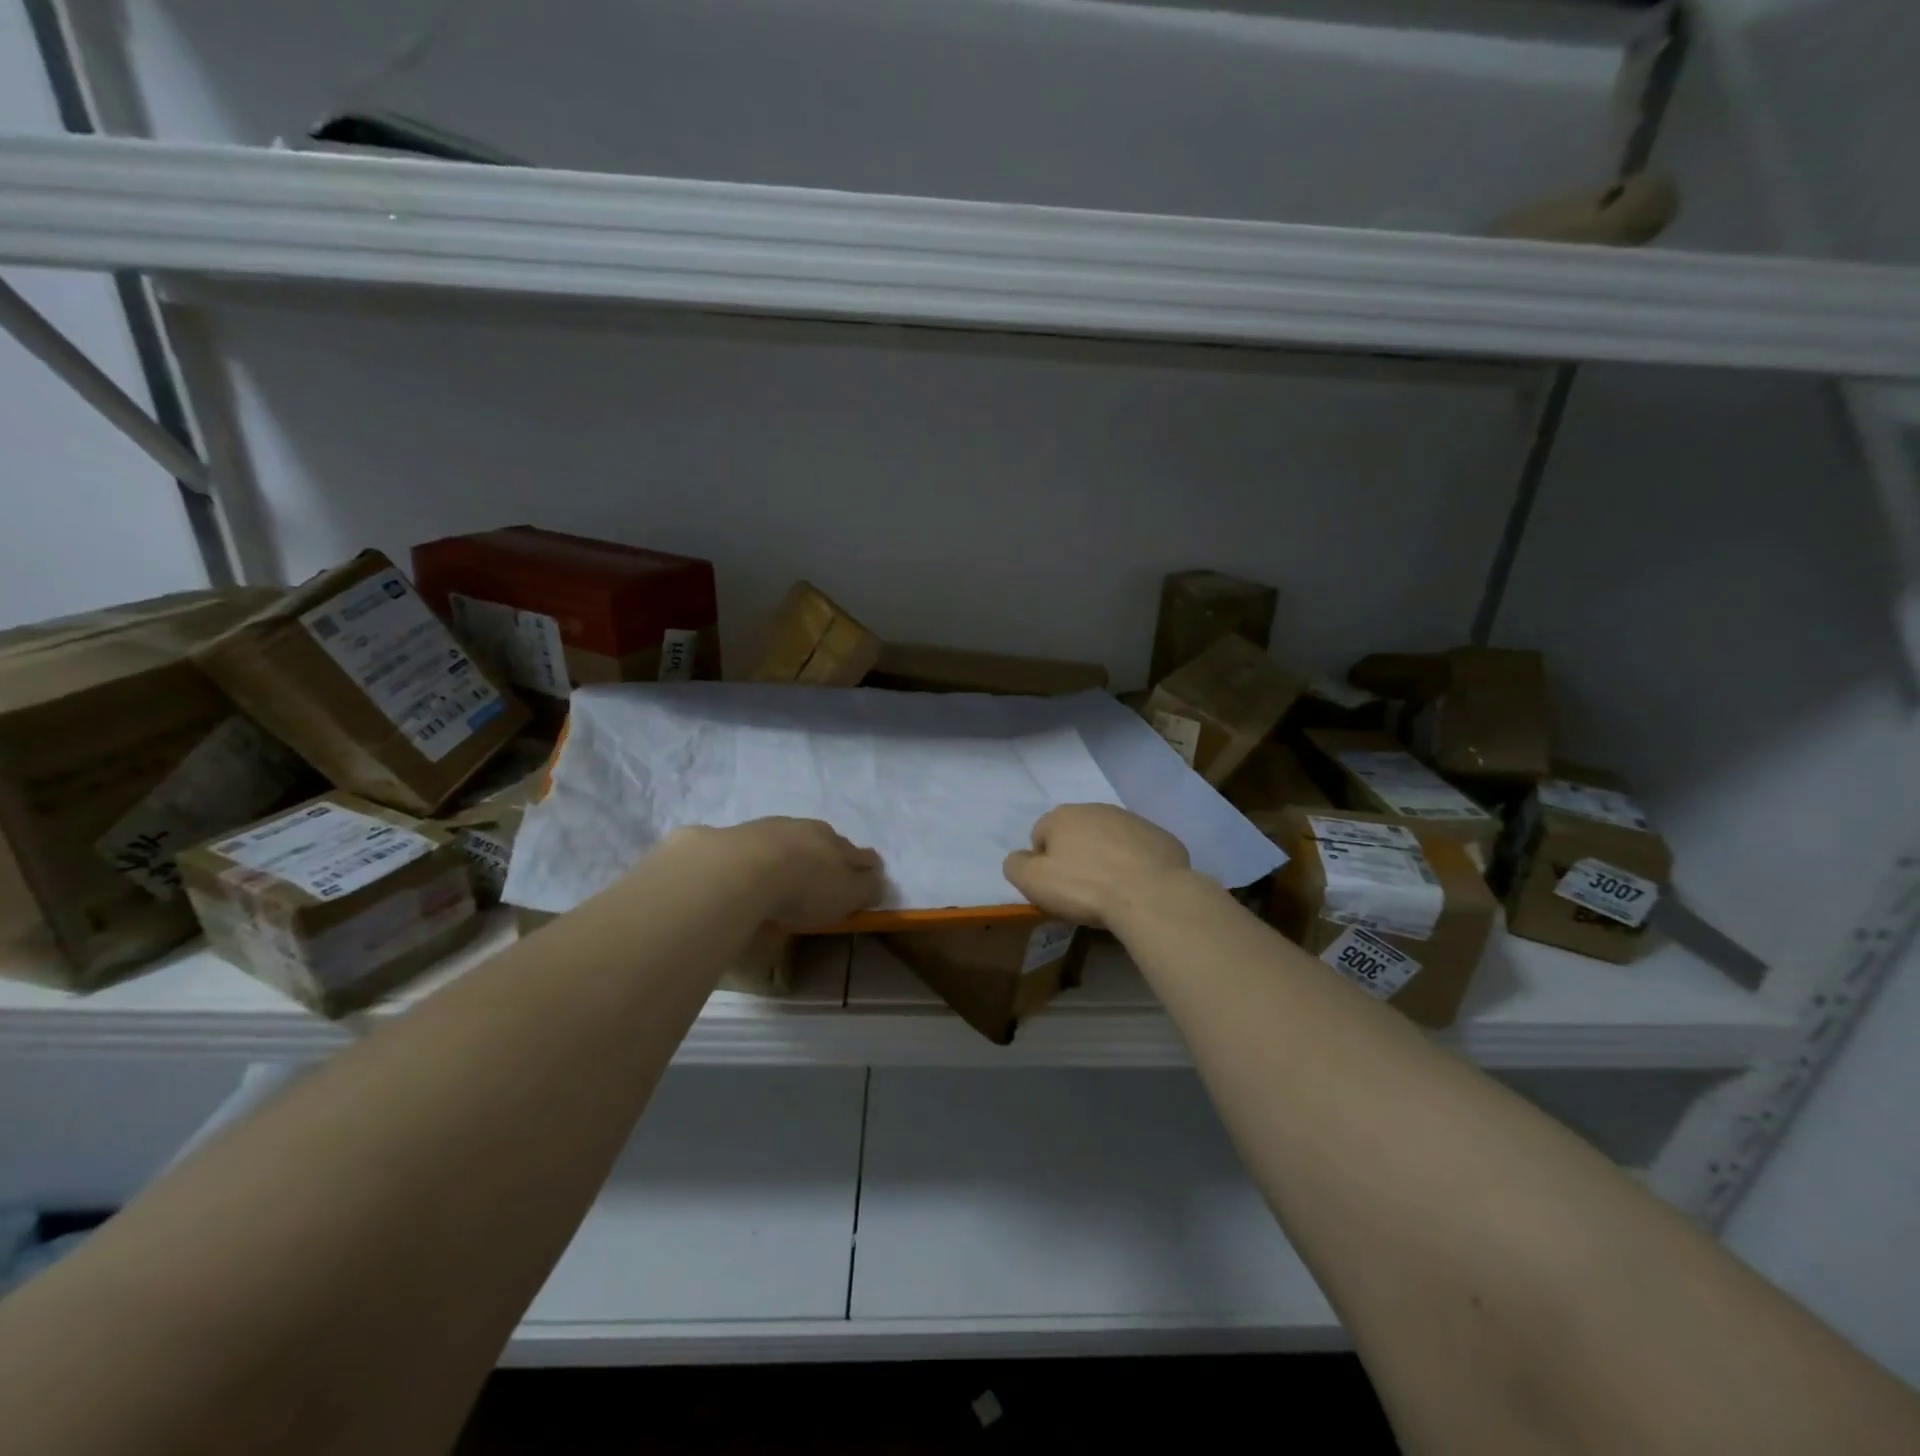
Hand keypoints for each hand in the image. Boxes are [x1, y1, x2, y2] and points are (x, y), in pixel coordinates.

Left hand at [669, 818, 883, 927]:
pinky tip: (756, 868)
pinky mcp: (741, 834)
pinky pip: (760, 843)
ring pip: (793, 837)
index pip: (861, 854)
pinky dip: (763, 854)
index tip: (870, 873)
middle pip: (828, 840)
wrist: (743, 869)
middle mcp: (810, 829)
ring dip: (795, 850)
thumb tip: (879, 883)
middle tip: (827, 870)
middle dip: (831, 853)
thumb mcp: (846, 896)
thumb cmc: (804, 887)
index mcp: (839, 844)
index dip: (868, 865)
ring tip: (789, 869)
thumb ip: (865, 890)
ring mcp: (774, 827)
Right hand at [1002, 804, 1191, 927]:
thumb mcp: (1034, 882)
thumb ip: (1015, 866)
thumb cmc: (1085, 887)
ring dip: (1105, 857)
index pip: (1040, 836)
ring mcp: (1132, 820)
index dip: (1043, 863)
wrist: (1151, 894)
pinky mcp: (1160, 836)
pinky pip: (1138, 849)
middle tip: (1082, 889)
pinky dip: (1135, 863)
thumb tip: (1018, 858)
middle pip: (1075, 834)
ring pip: (1108, 838)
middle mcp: (1096, 809)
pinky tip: (1138, 886)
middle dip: (1075, 855)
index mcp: (1062, 816)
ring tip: (1112, 889)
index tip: (1056, 887)